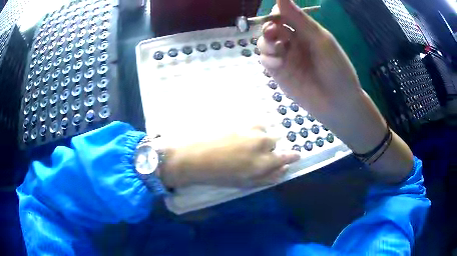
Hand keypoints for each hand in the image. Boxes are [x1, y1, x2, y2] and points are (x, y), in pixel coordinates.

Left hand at [161, 126, 299, 187]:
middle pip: (276, 140)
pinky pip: (253, 122)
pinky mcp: (238, 121)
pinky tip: (239, 133)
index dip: (292, 156)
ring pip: (264, 129)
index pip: (287, 156)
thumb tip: (284, 170)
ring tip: (245, 142)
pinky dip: (251, 128)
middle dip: (269, 147)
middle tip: (254, 153)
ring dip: (260, 135)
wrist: (192, 157)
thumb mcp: (245, 183)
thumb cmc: (218, 176)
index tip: (295, 155)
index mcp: (262, 162)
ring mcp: (249, 130)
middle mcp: (260, 143)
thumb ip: (268, 177)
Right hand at [258, 0, 387, 152]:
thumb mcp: (320, 39)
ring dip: (266, 43)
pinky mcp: (279, 74)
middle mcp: (293, 42)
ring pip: (264, 43)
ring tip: (278, 51)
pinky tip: (277, 63)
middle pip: (271, 28)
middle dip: (269, 29)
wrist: (338, 103)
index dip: (276, 14)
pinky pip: (265, 60)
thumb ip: (298, 18)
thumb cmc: (336, 68)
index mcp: (304, 31)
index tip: (276, 16)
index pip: (283, 15)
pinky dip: (267, 58)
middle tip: (274, 33)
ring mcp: (285, 58)